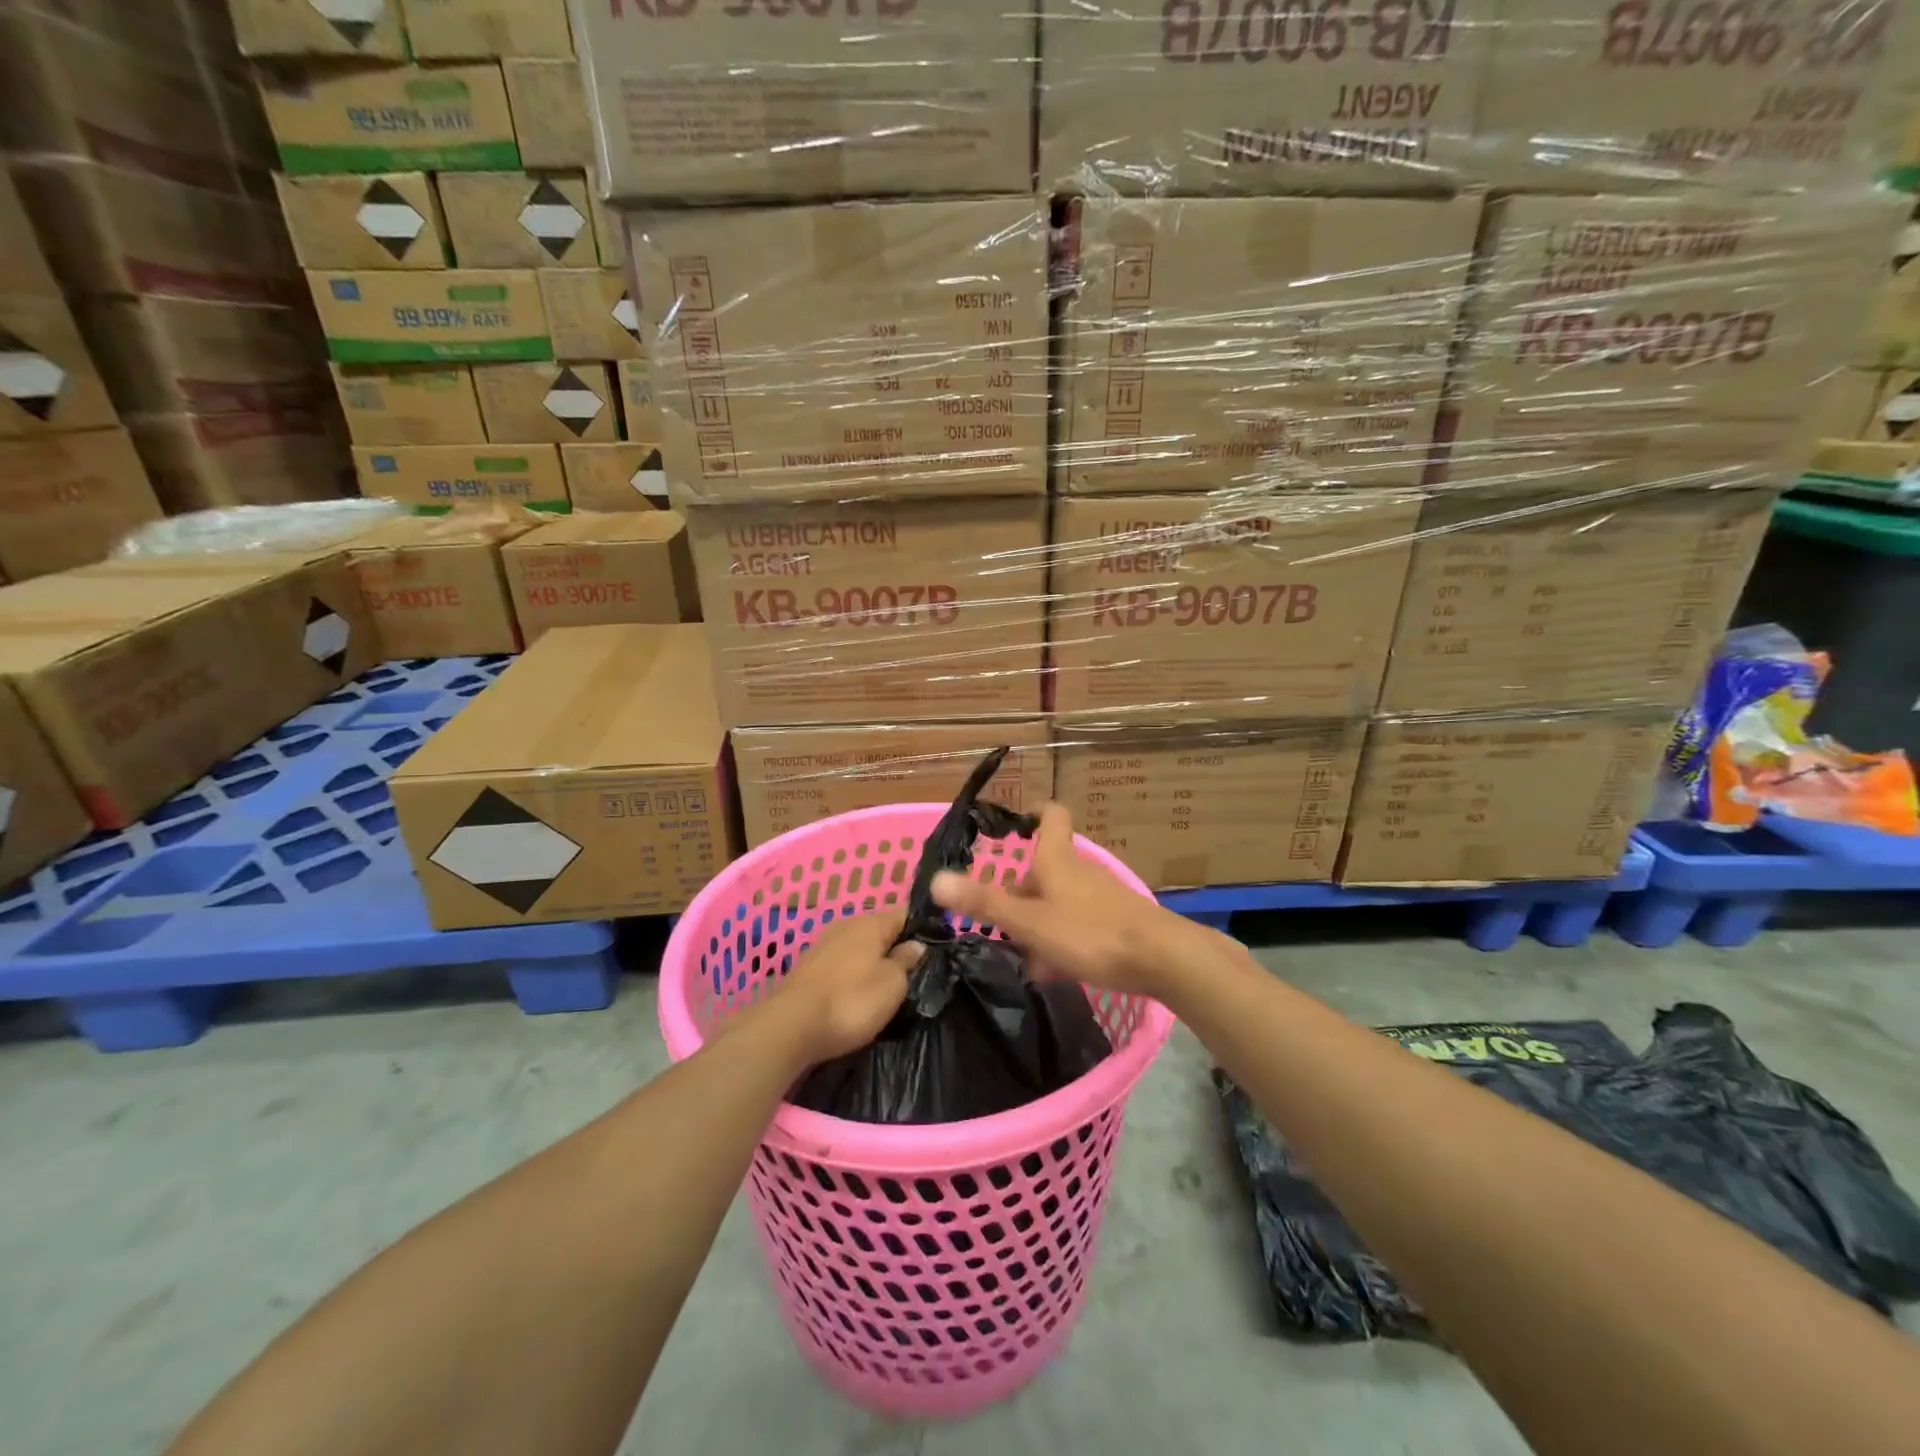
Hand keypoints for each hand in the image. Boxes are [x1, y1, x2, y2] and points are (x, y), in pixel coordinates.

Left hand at [767, 913, 921, 1064]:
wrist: (791, 1026)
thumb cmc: (851, 1001)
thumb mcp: (893, 984)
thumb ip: (907, 961)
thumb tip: (916, 945)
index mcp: (871, 922)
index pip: (905, 914)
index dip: (924, 929)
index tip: (938, 950)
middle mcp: (846, 925)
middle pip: (881, 930)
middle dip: (897, 947)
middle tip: (916, 974)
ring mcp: (824, 945)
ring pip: (860, 948)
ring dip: (874, 963)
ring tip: (890, 988)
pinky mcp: (809, 968)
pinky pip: (842, 964)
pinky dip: (854, 975)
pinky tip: (859, 994)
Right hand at [929, 802, 1207, 999]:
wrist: (1162, 959)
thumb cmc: (1089, 933)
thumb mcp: (1029, 922)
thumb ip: (985, 902)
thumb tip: (935, 879)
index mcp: (1058, 859)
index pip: (1052, 816)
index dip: (1034, 813)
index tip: (1014, 824)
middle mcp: (1081, 870)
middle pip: (1047, 867)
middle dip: (1021, 890)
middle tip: (998, 917)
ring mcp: (1102, 895)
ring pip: (1061, 898)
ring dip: (1039, 919)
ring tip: (1022, 952)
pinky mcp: (1117, 920)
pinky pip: (1079, 921)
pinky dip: (1062, 936)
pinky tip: (1056, 969)